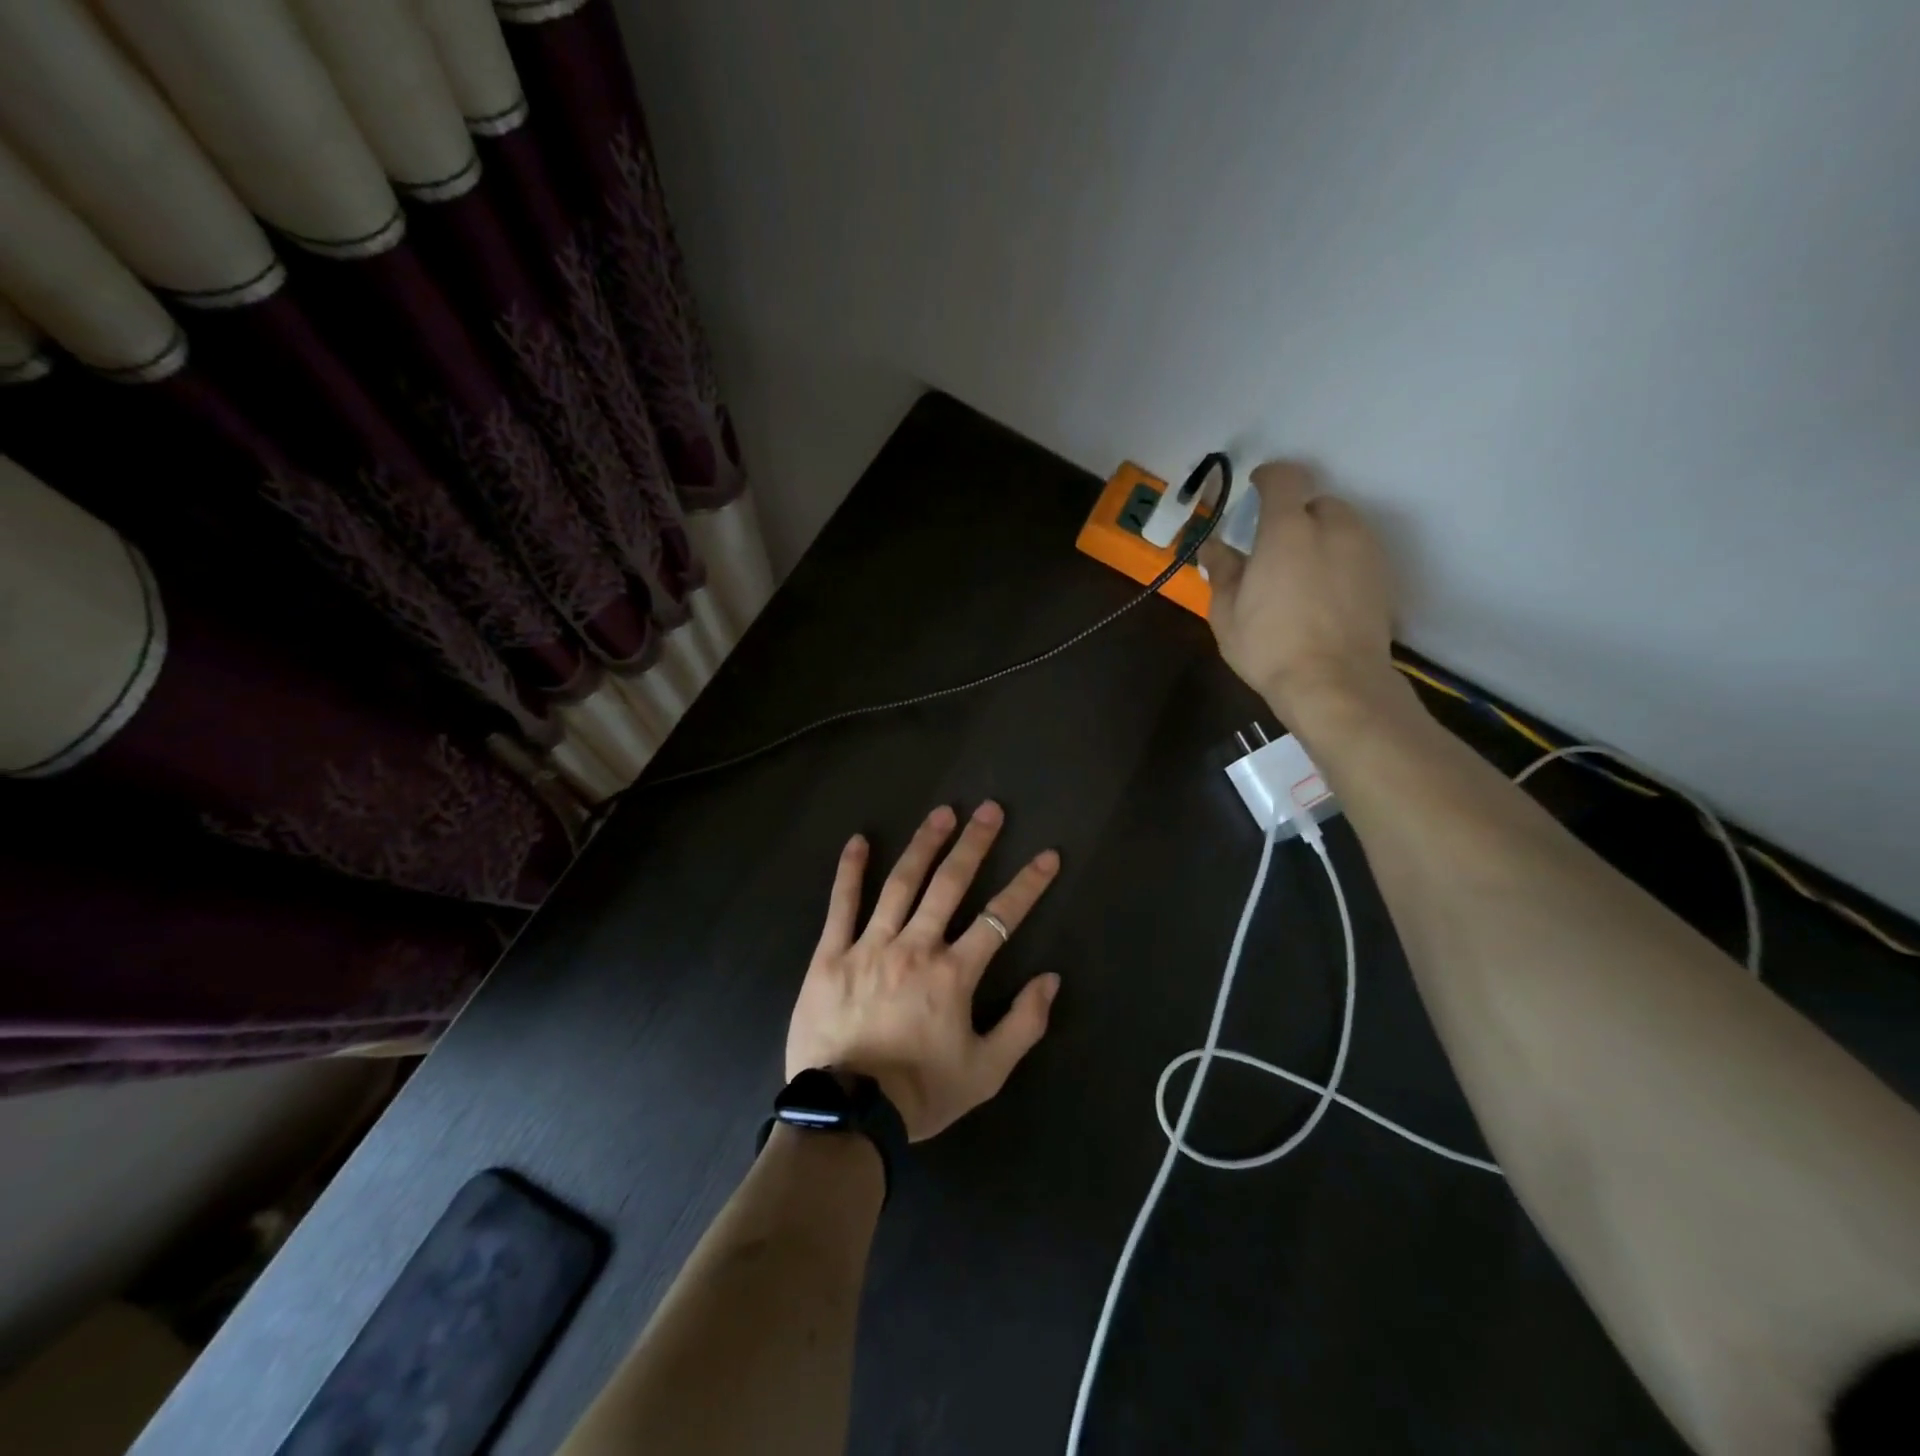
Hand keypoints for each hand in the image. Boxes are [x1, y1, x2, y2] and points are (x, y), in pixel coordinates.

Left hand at [785, 802, 1061, 1141]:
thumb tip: (1050, 980)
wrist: (848, 1115)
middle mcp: (915, 947)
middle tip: (989, 809)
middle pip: (950, 885)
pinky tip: (858, 841)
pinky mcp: (831, 956)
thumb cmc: (921, 1093)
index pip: (1000, 919)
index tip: (1047, 855)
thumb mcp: (986, 1072)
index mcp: (954, 974)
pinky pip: (841, 906)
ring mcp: (870, 946)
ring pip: (901, 884)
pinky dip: (850, 872)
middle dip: (974, 844)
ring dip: (924, 845)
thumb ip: (1023, 1025)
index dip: (1028, 885)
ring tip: (942, 813)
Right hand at [1199, 460, 1398, 723]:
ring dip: (1321, 537)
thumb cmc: (1270, 646)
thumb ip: (1223, 571)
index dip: (1269, 477)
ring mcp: (1365, 551)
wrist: (1336, 684)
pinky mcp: (1384, 577)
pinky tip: (1323, 593)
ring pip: (1342, 527)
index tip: (1255, 487)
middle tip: (1274, 548)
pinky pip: (1357, 553)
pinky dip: (1340, 560)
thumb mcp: (1227, 613)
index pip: (1285, 478)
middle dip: (1295, 517)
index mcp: (1287, 530)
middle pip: (1316, 503)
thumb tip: (1214, 547)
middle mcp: (1334, 528)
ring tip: (1300, 573)